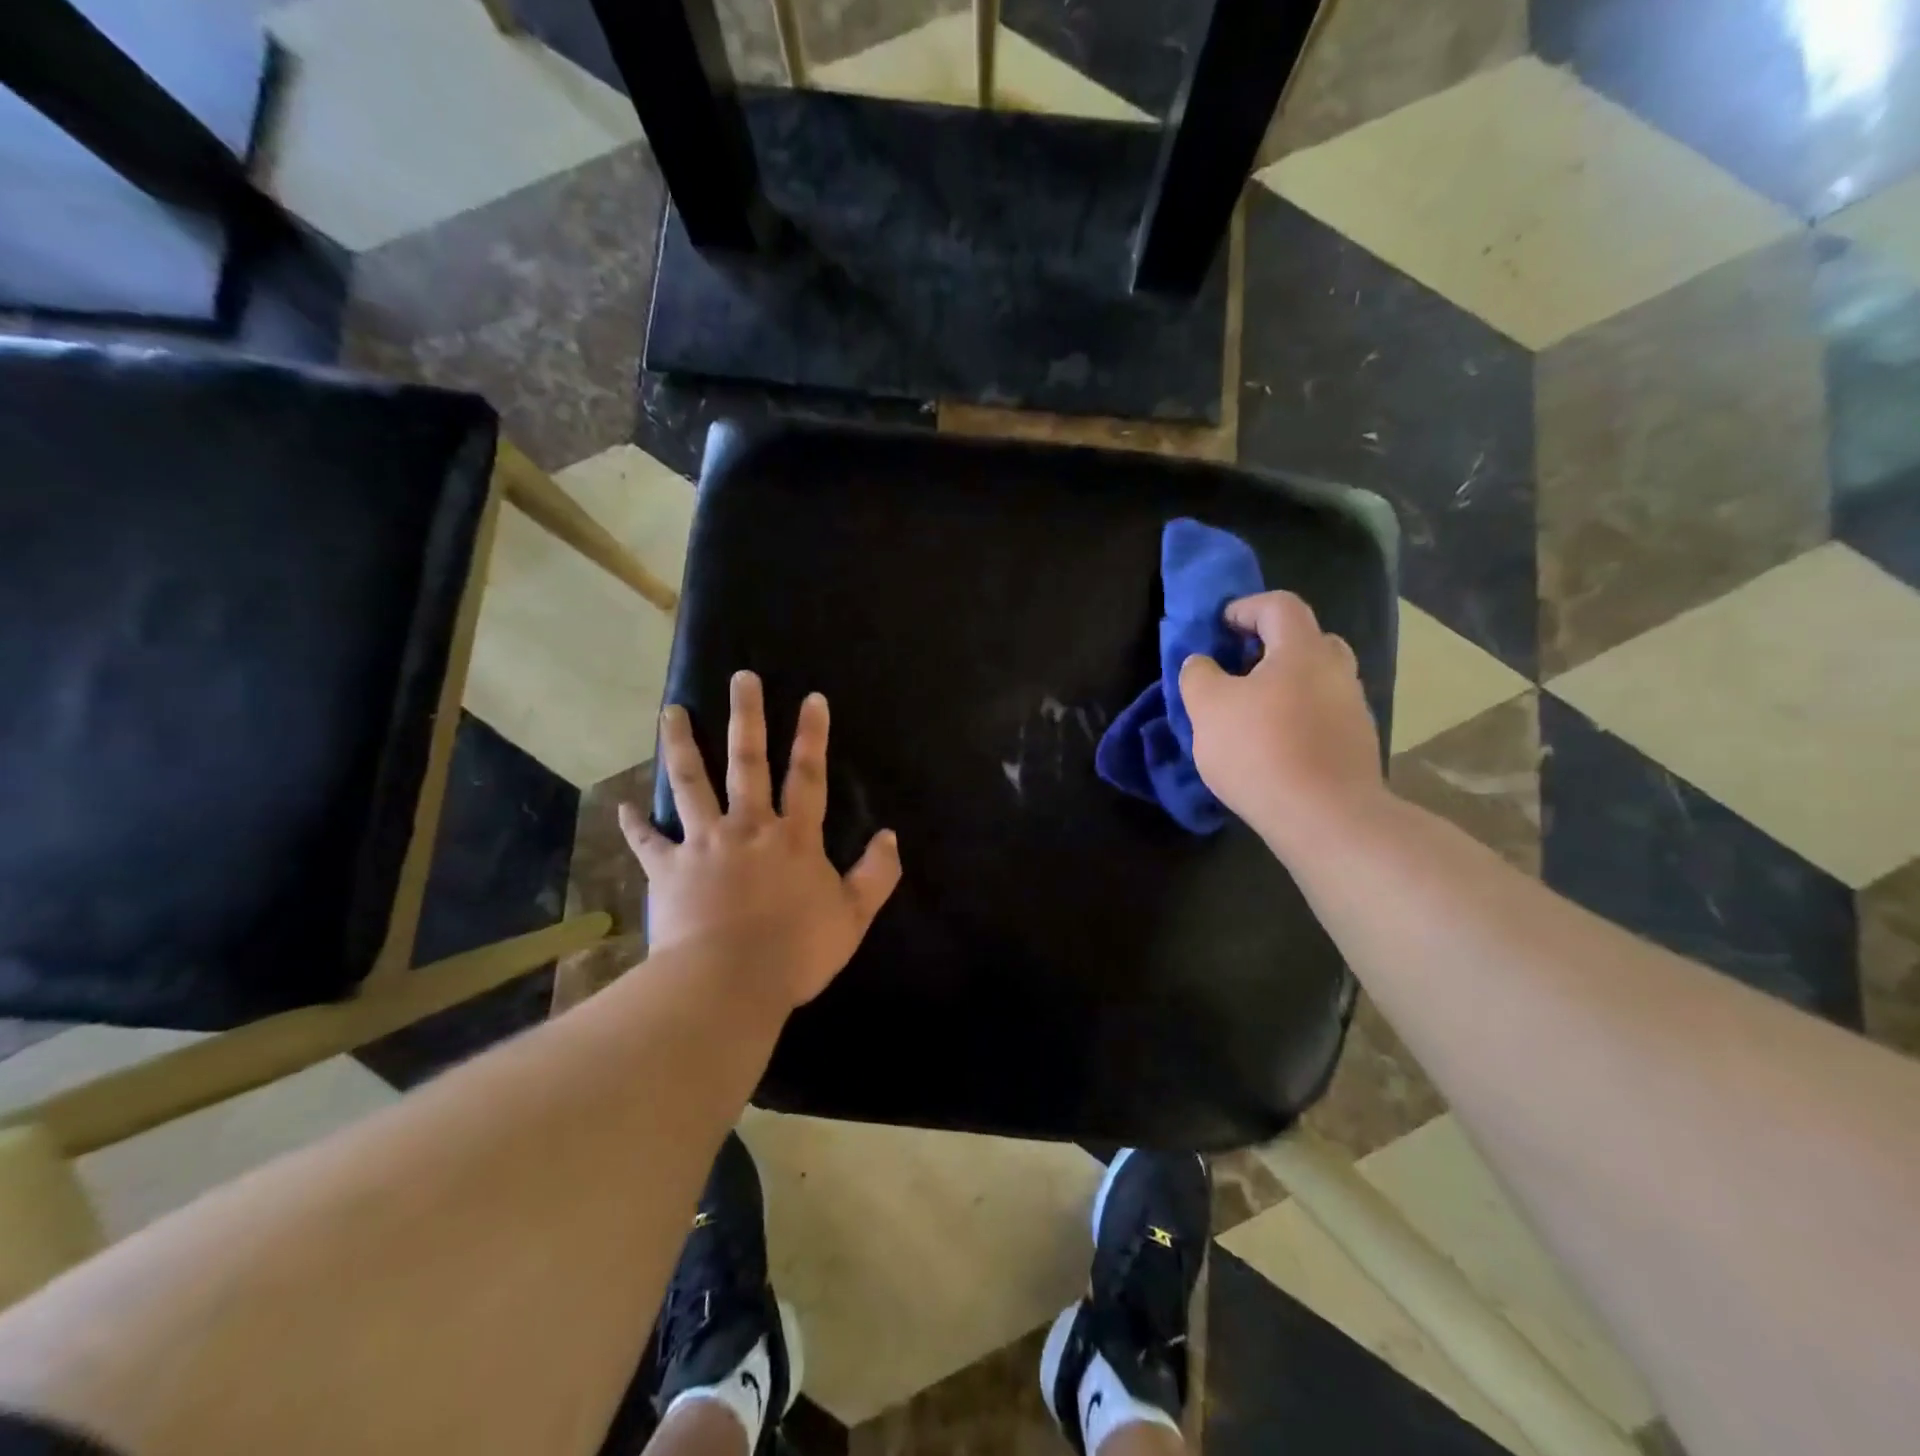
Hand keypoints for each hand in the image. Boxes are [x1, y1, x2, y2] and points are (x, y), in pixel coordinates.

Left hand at [618, 671, 901, 1009]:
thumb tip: (891, 837)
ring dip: (682, 745)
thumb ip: (876, 875)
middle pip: (747, 762)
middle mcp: (748, 828)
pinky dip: (636, 826)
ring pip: (691, 784)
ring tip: (672, 710)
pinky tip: (624, 806)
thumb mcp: (852, 916)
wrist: (728, 983)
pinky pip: (648, 843)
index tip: (812, 698)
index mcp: (794, 837)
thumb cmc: (797, 951)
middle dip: (746, 717)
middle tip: (740, 678)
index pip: (808, 776)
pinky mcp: (668, 871)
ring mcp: (703, 845)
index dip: (812, 736)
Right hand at [1179, 591, 1387, 854]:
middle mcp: (1336, 671)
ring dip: (1286, 685)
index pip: (1279, 606)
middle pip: (1307, 640)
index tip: (1219, 626)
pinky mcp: (1356, 746)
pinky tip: (1274, 746)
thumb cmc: (1260, 750)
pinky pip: (1323, 716)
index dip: (1246, 607)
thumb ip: (1198, 675)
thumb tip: (1202, 664)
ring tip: (1252, 712)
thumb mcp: (1207, 708)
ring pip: (1318, 681)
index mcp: (1303, 650)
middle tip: (1241, 665)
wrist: (1325, 818)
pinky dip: (1298, 718)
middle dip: (1272, 645)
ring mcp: (1353, 710)